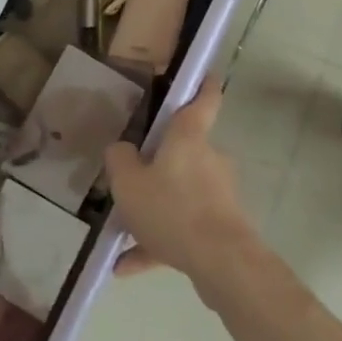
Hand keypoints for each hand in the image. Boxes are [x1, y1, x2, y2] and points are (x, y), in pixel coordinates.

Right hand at [101, 76, 261, 299]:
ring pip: (179, 194)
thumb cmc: (172, 208)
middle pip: (183, 151)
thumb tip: (121, 149)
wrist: (222, 263)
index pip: (204, 98)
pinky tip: (126, 266)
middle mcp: (208, 158)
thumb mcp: (128, 182)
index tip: (203, 74)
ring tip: (120, 233)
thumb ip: (119, 160)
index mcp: (188, 137)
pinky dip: (158, 243)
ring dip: (153, 210)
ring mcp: (217, 194)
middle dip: (158, 164)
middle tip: (130, 176)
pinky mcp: (220, 228)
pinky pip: (182, 228)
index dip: (203, 83)